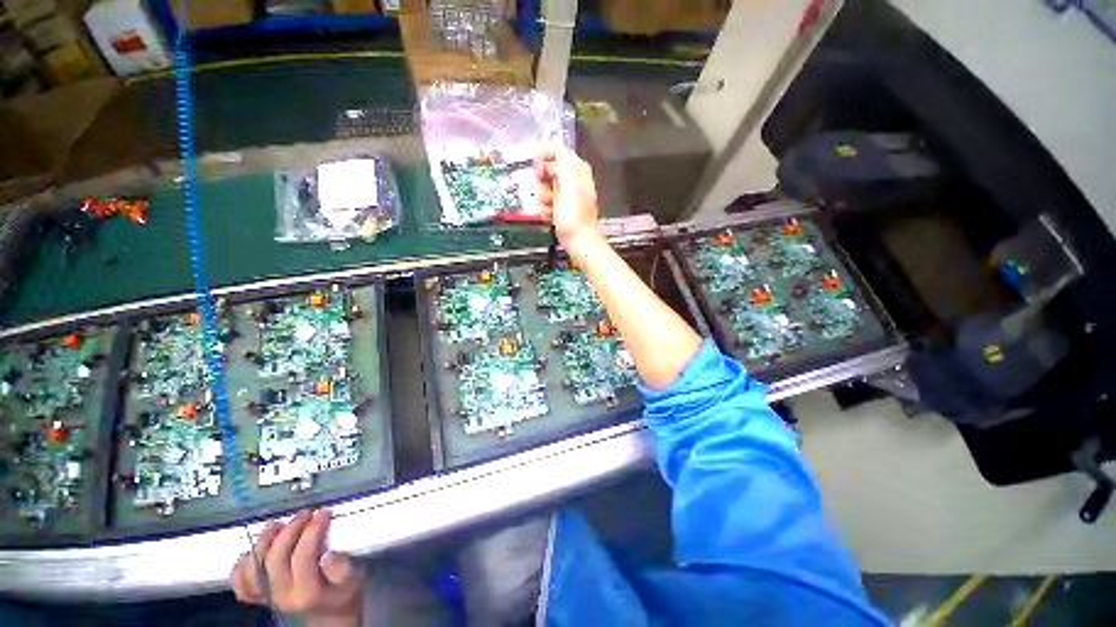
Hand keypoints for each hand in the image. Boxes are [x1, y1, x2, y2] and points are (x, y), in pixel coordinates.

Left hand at [231, 509, 364, 626]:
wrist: (330, 612)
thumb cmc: (345, 590)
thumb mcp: (353, 578)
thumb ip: (343, 568)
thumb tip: (328, 555)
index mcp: (308, 593)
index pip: (303, 557)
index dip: (312, 531)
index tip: (324, 512)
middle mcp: (283, 597)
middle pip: (276, 559)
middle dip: (290, 530)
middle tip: (306, 513)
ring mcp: (267, 597)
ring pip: (254, 567)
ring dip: (265, 541)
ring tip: (280, 524)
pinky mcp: (259, 596)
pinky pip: (241, 583)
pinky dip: (243, 565)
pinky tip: (256, 550)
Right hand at [535, 145, 603, 253]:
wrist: (580, 242)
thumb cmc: (574, 215)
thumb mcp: (569, 183)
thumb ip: (561, 160)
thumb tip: (551, 143)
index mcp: (577, 169)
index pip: (557, 150)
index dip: (543, 154)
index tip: (535, 165)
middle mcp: (573, 179)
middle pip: (548, 170)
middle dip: (543, 182)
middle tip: (546, 192)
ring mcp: (567, 195)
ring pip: (545, 188)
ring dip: (544, 199)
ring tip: (552, 209)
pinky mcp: (561, 209)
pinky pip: (546, 203)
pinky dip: (546, 210)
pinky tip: (551, 217)